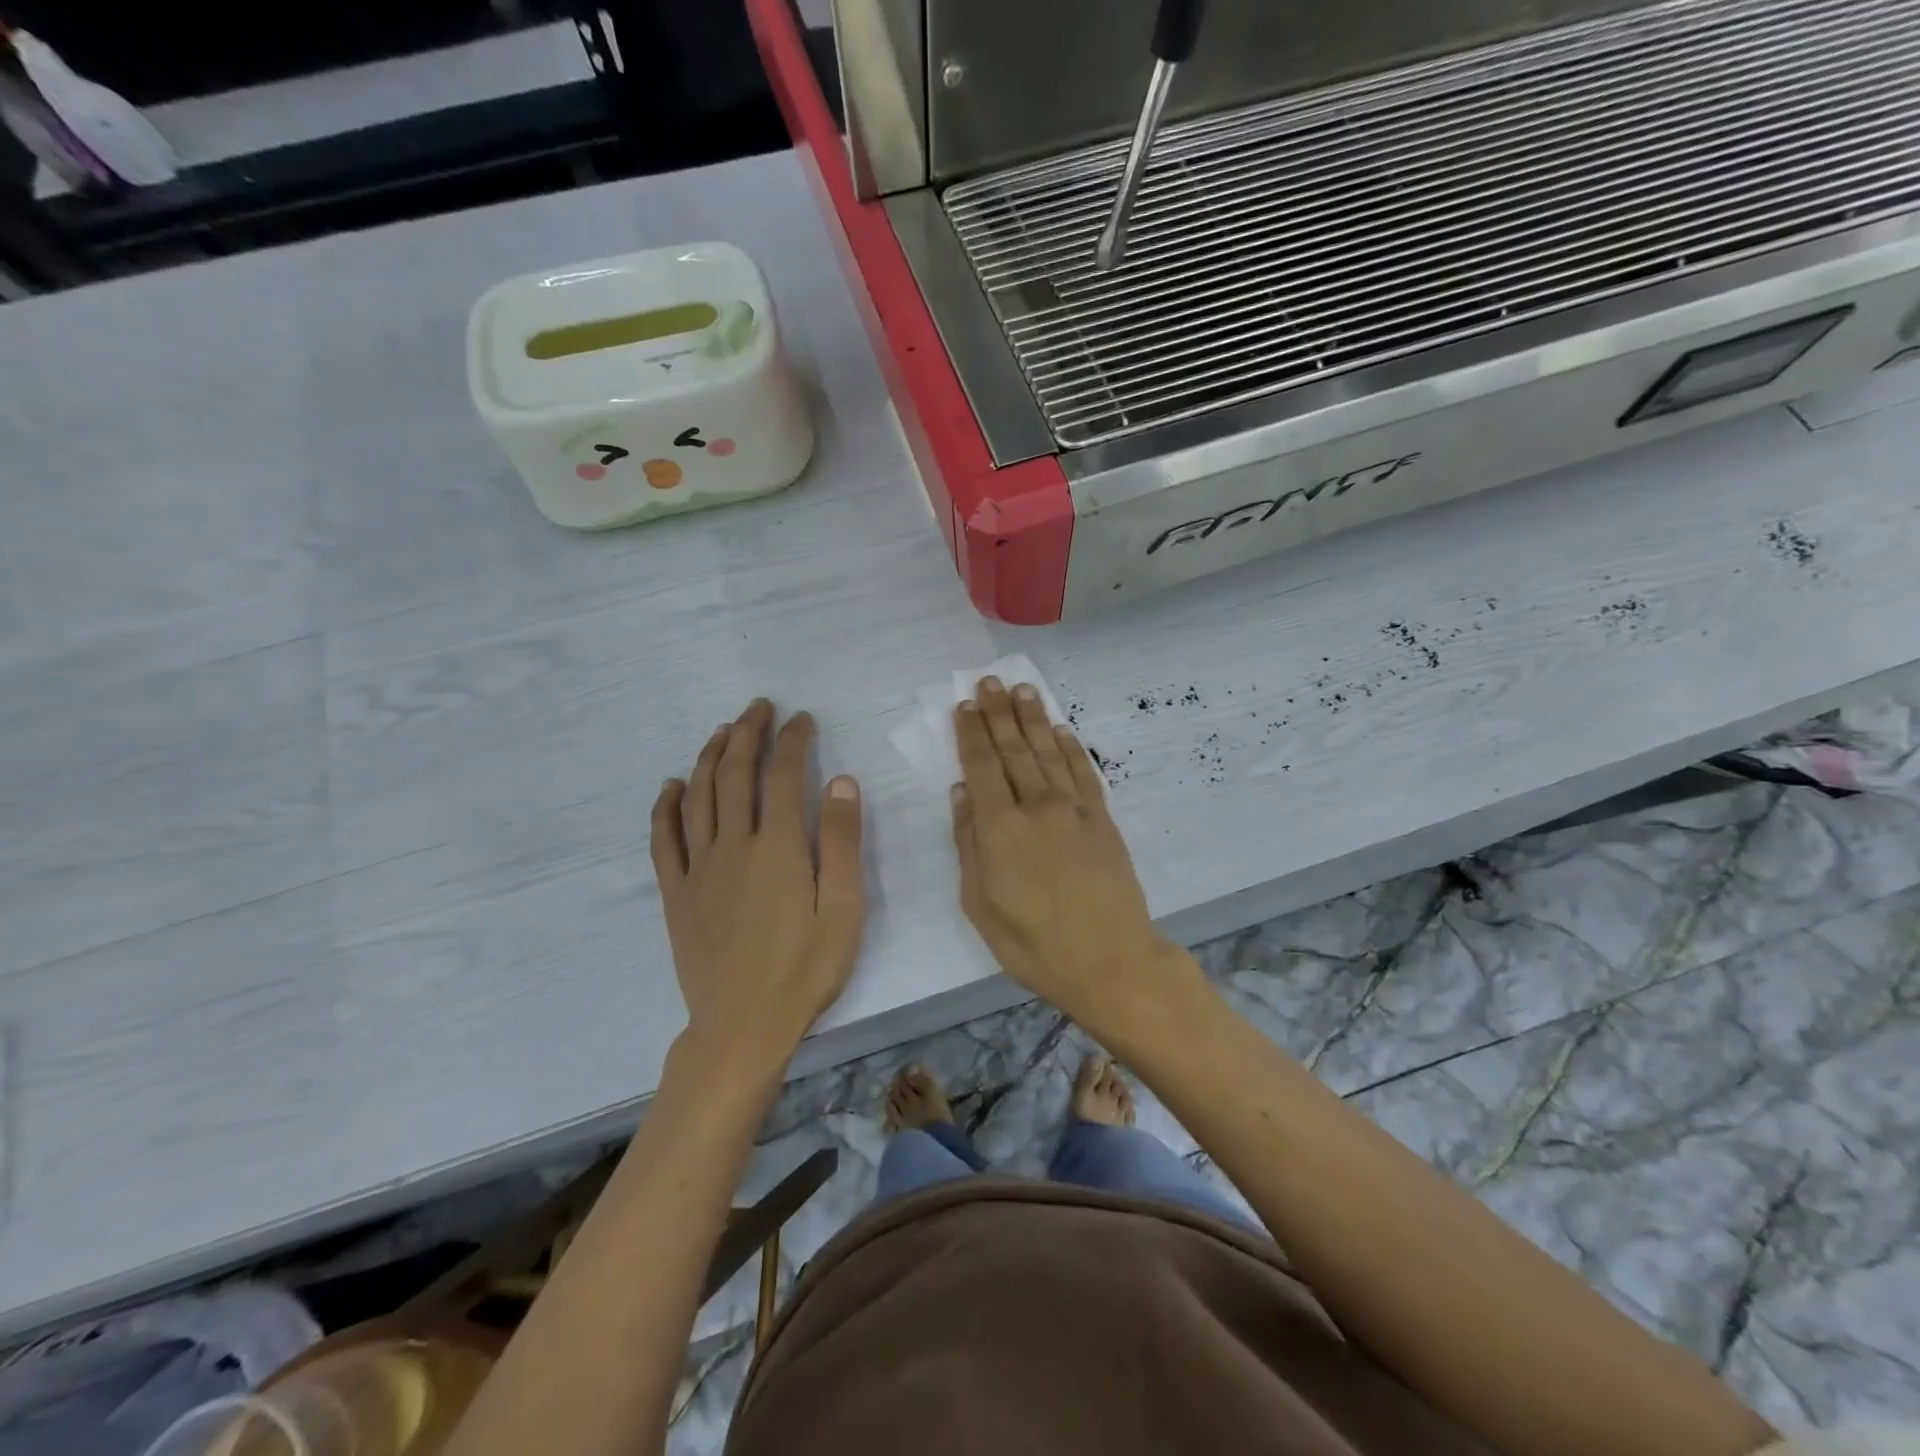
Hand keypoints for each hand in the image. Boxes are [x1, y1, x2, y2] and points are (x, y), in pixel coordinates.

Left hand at [650, 700, 864, 1069]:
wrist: (742, 1027)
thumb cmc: (804, 970)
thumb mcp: (844, 909)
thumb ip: (841, 842)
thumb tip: (840, 781)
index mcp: (778, 848)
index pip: (783, 776)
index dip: (792, 741)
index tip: (802, 719)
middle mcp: (733, 846)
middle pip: (736, 774)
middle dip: (748, 734)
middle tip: (759, 707)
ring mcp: (698, 868)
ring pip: (698, 797)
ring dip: (710, 757)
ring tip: (723, 731)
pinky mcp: (676, 893)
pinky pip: (663, 839)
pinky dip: (666, 806)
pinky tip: (672, 785)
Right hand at [950, 678, 1183, 1024]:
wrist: (1109, 961)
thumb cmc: (1033, 944)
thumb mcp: (981, 905)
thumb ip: (968, 844)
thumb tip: (961, 793)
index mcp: (999, 829)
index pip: (981, 767)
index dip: (971, 734)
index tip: (964, 706)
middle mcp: (1036, 807)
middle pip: (1014, 749)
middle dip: (999, 714)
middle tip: (990, 681)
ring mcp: (1074, 809)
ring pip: (1048, 751)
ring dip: (1033, 718)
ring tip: (1022, 690)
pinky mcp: (1102, 818)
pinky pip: (1084, 771)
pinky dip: (1071, 746)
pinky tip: (1061, 729)